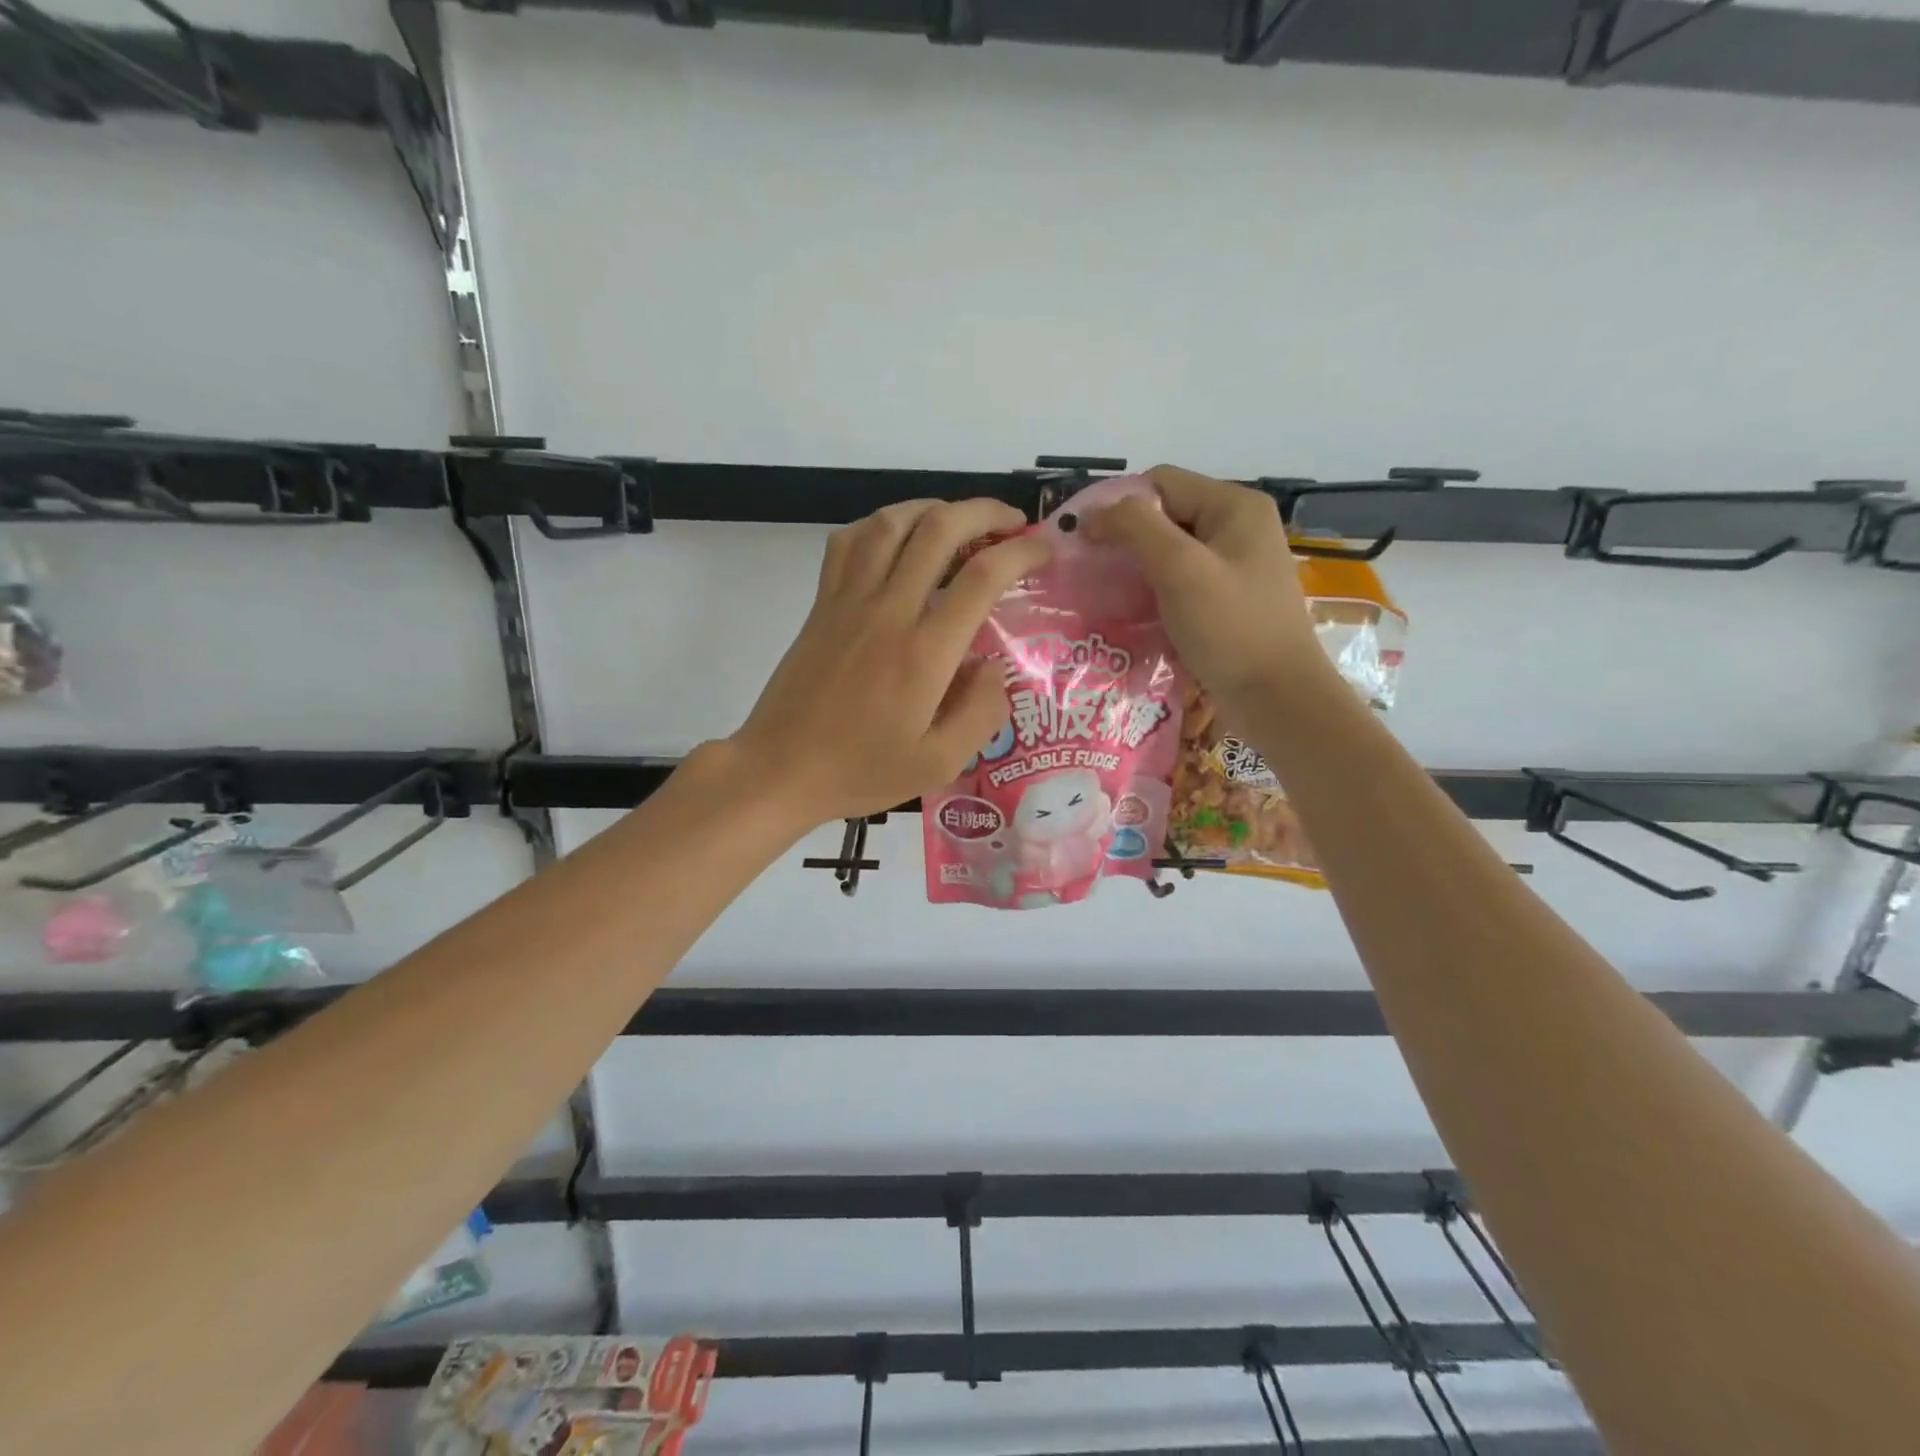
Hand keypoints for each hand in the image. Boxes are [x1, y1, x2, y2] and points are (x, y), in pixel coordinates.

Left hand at [729, 499, 1052, 827]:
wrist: (780, 770)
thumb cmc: (861, 771)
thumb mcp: (939, 764)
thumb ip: (981, 712)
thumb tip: (994, 666)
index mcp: (925, 652)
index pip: (982, 576)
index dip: (1021, 552)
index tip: (1042, 550)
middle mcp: (888, 611)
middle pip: (939, 529)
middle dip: (984, 512)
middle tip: (1011, 523)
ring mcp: (848, 601)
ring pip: (891, 523)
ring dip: (933, 508)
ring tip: (958, 521)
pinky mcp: (821, 604)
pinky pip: (848, 542)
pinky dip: (879, 525)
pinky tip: (896, 539)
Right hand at [1084, 465, 1330, 712]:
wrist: (1278, 699)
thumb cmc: (1231, 628)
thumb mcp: (1180, 569)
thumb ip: (1136, 527)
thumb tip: (1094, 512)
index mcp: (1234, 506)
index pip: (1160, 483)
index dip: (1117, 505)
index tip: (1083, 542)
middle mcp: (1238, 527)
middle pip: (1165, 515)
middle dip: (1125, 540)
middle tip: (1088, 572)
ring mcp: (1235, 566)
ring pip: (1170, 552)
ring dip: (1136, 570)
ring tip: (1103, 595)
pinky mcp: (1228, 600)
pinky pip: (1181, 582)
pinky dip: (1154, 592)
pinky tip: (1132, 615)